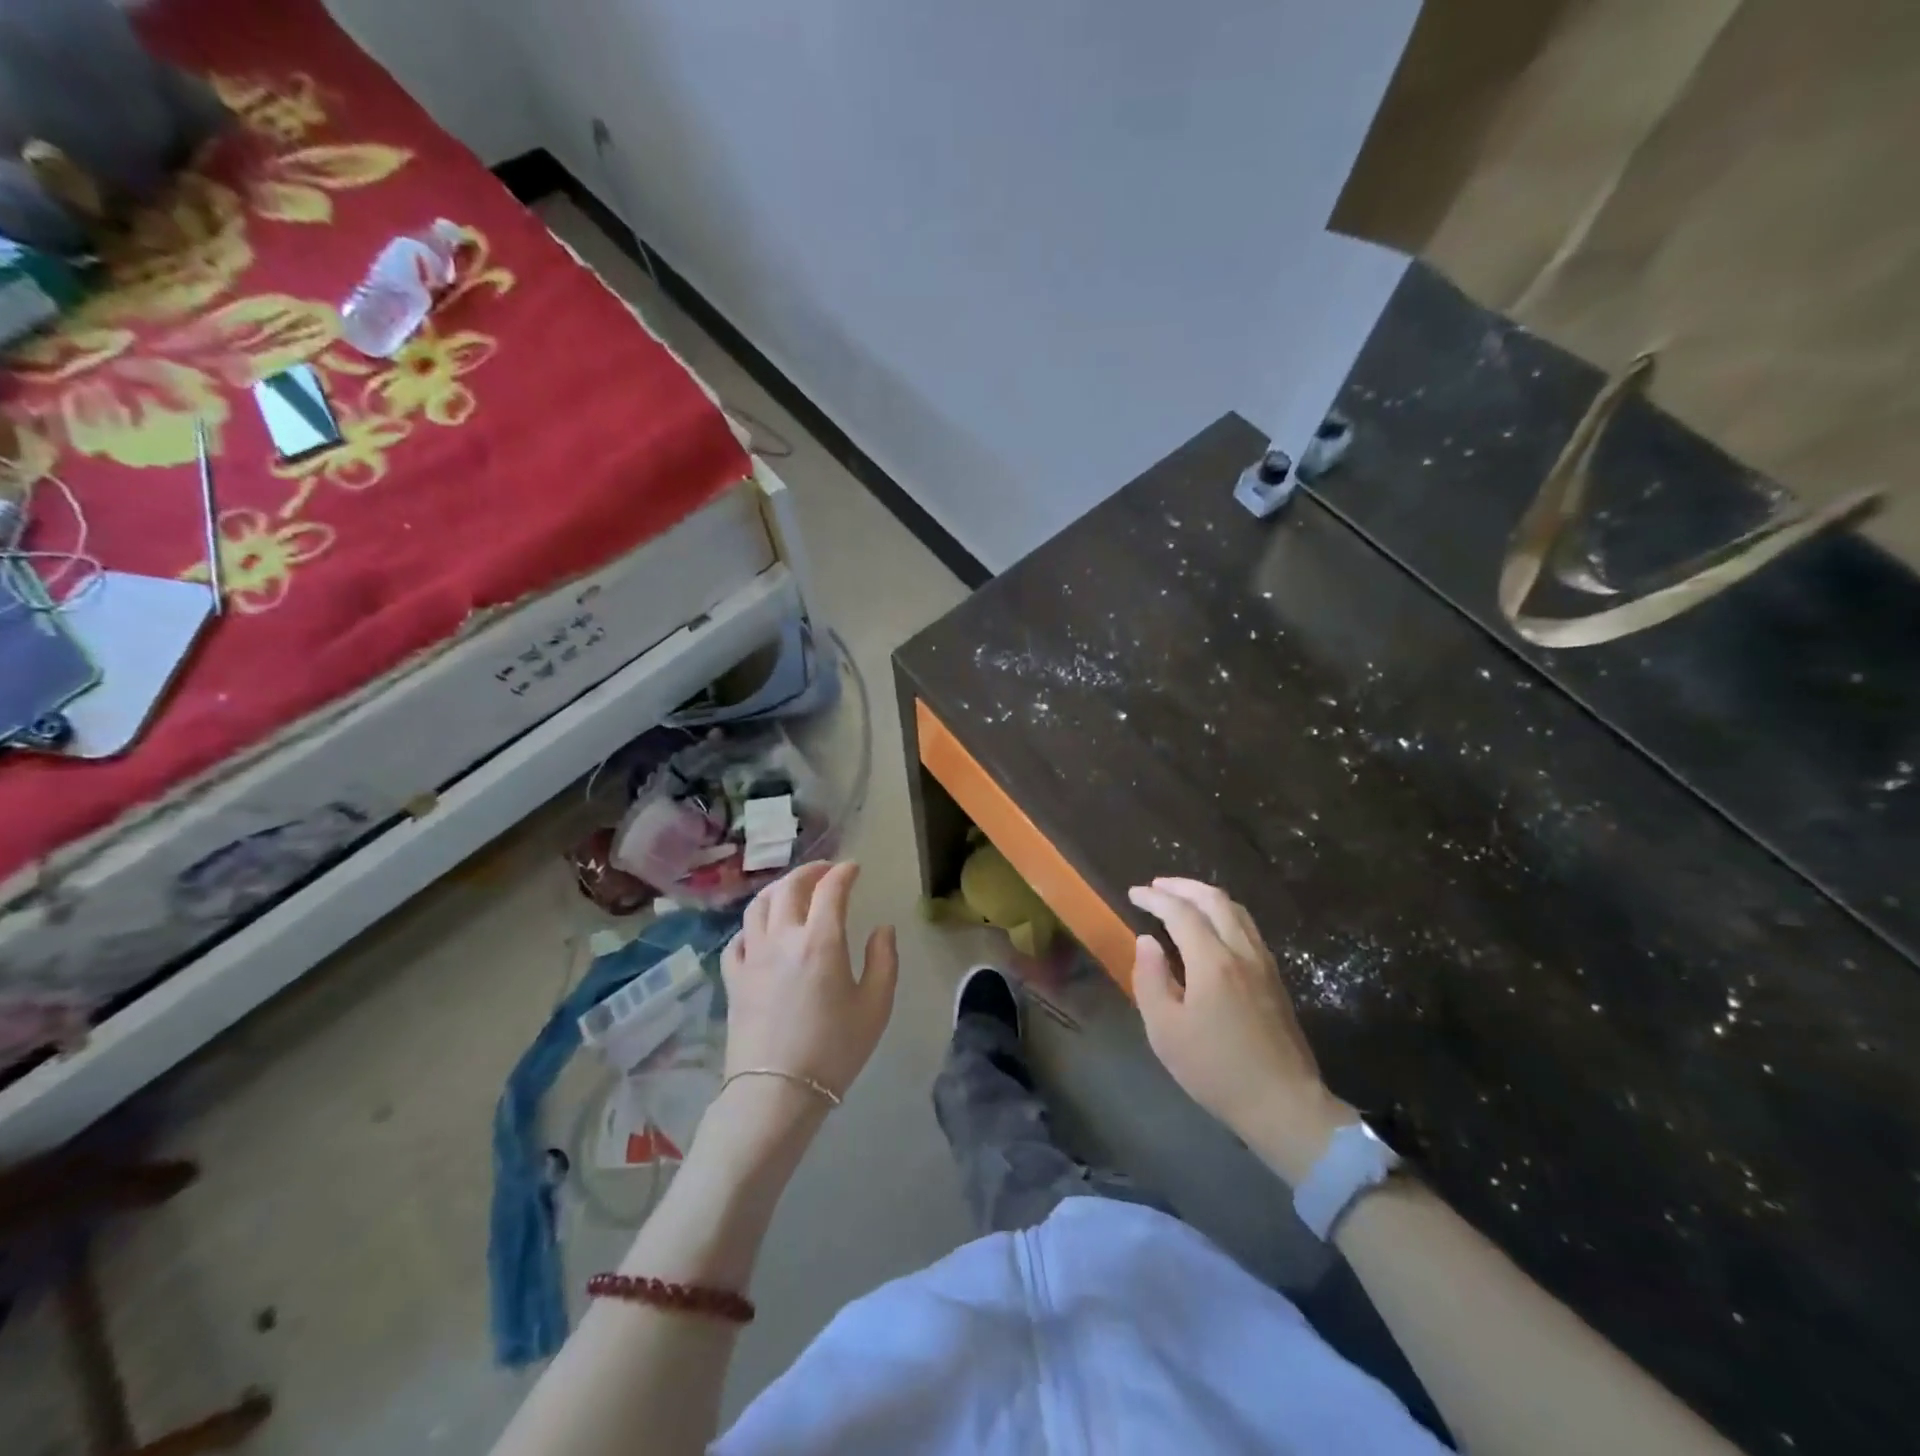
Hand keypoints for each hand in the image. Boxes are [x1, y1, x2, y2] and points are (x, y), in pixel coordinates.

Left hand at [721, 861, 897, 1108]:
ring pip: (758, 906)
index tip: (854, 868)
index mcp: (821, 940)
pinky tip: (761, 932)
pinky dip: (752, 925)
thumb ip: (884, 960)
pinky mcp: (734, 979)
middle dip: (809, 871)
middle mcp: (783, 938)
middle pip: (789, 888)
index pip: (831, 889)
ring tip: (791, 891)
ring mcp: (753, 956)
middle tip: (825, 871)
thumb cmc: (834, 1050)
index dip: (843, 872)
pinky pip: (738, 939)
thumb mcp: (876, 1006)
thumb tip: (882, 929)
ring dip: (777, 889)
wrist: (776, 1093)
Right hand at [1129, 877, 1352, 1182]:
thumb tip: (1146, 942)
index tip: (1134, 893)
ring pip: (1236, 911)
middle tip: (1157, 886)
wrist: (1283, 1104)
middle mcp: (1242, 952)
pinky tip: (1212, 928)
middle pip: (1214, 900)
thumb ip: (1151, 979)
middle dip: (1182, 887)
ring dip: (1206, 897)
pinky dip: (1224, 914)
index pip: (1180, 912)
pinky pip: (1248, 928)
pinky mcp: (1275, 979)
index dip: (1154, 898)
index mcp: (1213, 962)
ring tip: (1182, 899)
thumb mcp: (1165, 1031)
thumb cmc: (1215, 1070)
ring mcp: (1264, 964)